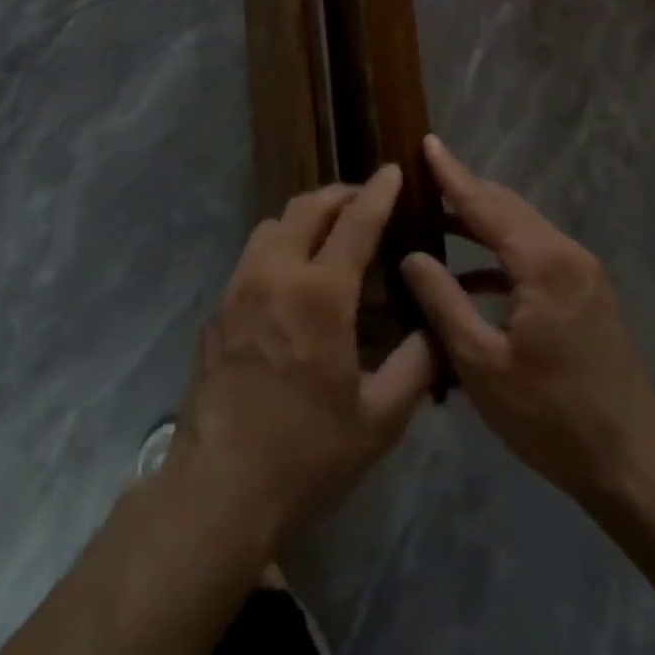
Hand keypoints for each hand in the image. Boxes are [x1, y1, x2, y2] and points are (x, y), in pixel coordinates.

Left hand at [165, 166, 436, 552]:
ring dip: (307, 216)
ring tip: (332, 234)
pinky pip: (253, 252)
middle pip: (307, 207)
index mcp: (319, 293)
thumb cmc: (307, 452)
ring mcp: (240, 286)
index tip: (393, 170)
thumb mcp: (379, 418)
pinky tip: (295, 276)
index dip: (378, 192)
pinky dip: (281, 243)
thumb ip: (416, 365)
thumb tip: (434, 328)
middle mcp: (275, 273)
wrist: (221, 484)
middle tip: (367, 201)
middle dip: (341, 194)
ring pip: (274, 223)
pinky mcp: (219, 305)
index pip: (355, 222)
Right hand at [401, 137, 654, 507]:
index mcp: (543, 264)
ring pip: (521, 230)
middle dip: (464, 191)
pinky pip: (534, 257)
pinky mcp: (586, 294)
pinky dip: (498, 256)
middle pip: (507, 208)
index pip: (485, 203)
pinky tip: (468, 277)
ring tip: (433, 220)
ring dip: (479, 222)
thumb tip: (411, 255)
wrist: (635, 466)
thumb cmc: (552, 417)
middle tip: (419, 180)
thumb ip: (443, 301)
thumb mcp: (482, 364)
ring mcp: (582, 274)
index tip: (426, 141)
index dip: (451, 174)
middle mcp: (567, 254)